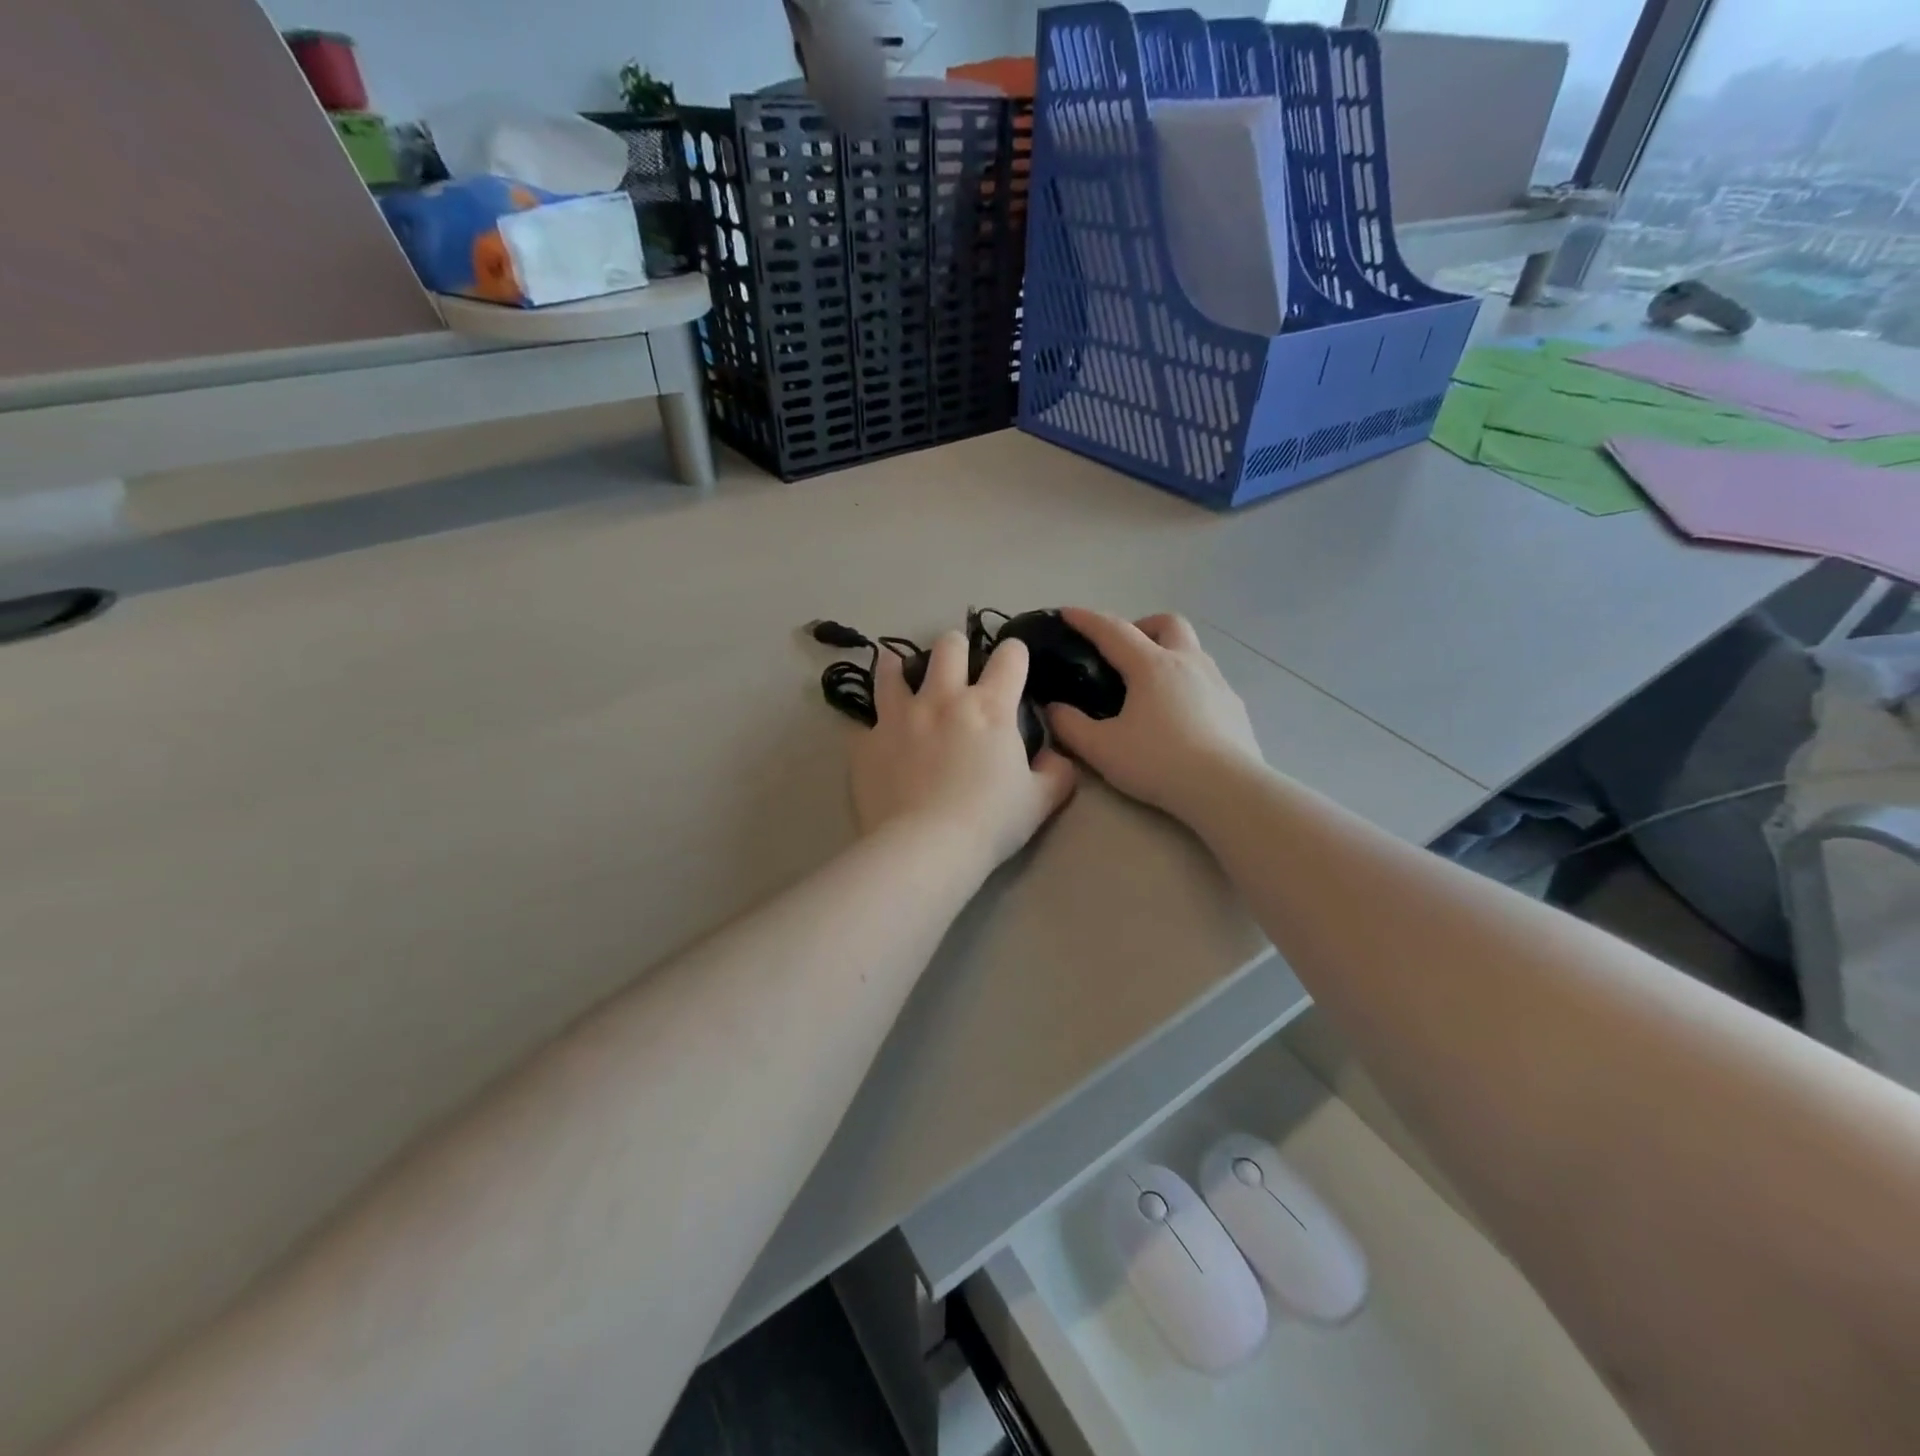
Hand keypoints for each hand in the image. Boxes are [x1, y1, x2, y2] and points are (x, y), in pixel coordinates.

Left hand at [850, 631, 1077, 873]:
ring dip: (899, 666)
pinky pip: (865, 720)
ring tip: (900, 670)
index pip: (1010, 656)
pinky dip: (873, 723)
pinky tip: (877, 734)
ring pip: (893, 670)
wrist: (924, 848)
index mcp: (990, 708)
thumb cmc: (989, 823)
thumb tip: (1057, 759)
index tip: (1013, 663)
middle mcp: (943, 699)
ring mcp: (899, 717)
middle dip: (957, 648)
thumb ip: (1056, 774)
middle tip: (958, 667)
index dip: (1015, 654)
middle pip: (949, 647)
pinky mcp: (867, 742)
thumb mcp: (1039, 802)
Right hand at [1044, 609, 1264, 820]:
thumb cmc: (1159, 763)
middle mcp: (1187, 662)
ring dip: (1168, 653)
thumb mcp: (1101, 749)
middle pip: (1166, 623)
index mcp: (1151, 666)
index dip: (1087, 619)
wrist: (1227, 789)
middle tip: (1123, 653)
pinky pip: (1207, 680)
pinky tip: (1179, 715)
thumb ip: (1070, 726)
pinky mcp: (1235, 706)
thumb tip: (1053, 709)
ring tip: (1149, 687)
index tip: (1067, 613)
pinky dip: (1187, 683)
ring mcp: (1217, 682)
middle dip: (1141, 626)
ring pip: (1191, 649)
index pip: (1113, 630)